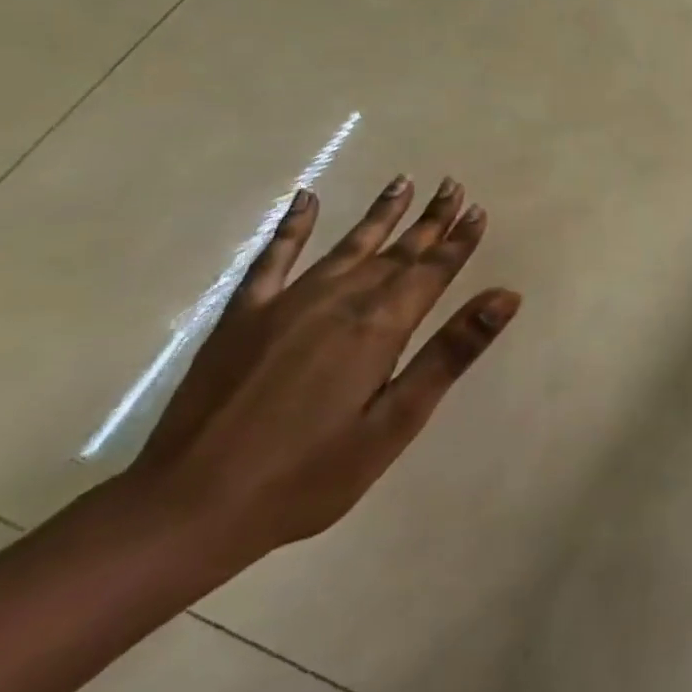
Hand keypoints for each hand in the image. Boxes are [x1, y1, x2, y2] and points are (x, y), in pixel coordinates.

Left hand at [124, 176, 520, 565]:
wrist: (187, 510)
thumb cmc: (307, 476)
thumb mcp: (395, 423)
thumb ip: (450, 353)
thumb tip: (504, 296)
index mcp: (378, 327)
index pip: (431, 271)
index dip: (458, 241)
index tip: (478, 210)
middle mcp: (339, 301)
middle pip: (396, 252)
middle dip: (429, 220)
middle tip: (453, 185)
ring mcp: (286, 304)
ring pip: (348, 246)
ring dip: (380, 214)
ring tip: (403, 181)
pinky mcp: (243, 317)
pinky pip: (273, 258)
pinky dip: (292, 227)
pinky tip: (306, 200)